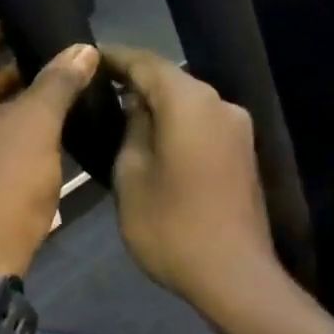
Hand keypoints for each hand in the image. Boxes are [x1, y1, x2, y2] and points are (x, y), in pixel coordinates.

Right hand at [102, 46, 276, 315]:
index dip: (115, 58)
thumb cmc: (171, 226)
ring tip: (122, 113)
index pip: (146, 63)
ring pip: (190, 103)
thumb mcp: (131, 176)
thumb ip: (132, 129)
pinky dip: (179, 124)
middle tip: (100, 88)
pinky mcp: (244, 152)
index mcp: (191, 102)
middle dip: (136, 81)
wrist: (234, 275)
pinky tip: (156, 138)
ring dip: (159, 105)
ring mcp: (238, 128)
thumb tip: (137, 105)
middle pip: (172, 79)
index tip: (89, 58)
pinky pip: (204, 124)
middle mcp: (221, 104)